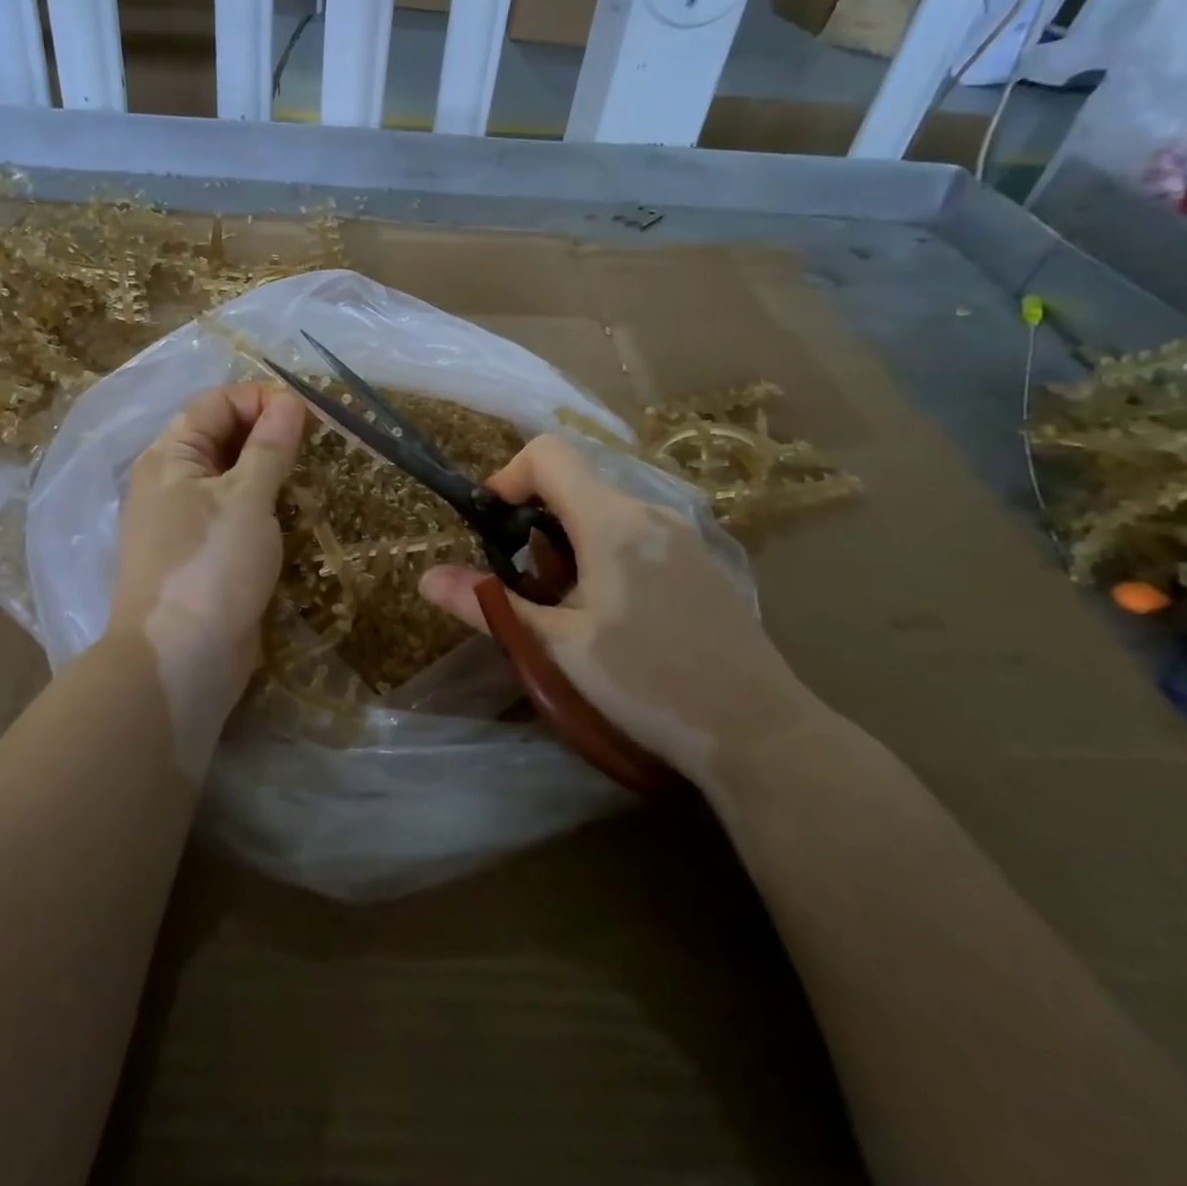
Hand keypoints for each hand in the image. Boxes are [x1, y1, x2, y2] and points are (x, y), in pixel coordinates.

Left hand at [108, 384, 308, 740]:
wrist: (181, 660)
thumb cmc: (211, 566)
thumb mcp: (246, 498)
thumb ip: (269, 447)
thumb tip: (290, 401)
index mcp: (170, 457)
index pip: (216, 403)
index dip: (261, 399)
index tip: (309, 415)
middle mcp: (172, 482)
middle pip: (223, 437)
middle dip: (270, 434)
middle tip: (318, 444)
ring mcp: (187, 522)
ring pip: (233, 478)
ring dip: (271, 472)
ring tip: (312, 478)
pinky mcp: (205, 555)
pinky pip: (237, 515)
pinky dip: (265, 508)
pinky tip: (295, 516)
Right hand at [419, 434, 832, 794]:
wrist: (759, 731)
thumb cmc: (647, 683)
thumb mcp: (556, 647)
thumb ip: (489, 605)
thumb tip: (426, 578)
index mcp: (612, 521)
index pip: (548, 454)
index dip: (508, 477)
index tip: (493, 528)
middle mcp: (650, 512)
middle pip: (575, 483)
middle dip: (535, 521)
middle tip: (525, 583)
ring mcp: (682, 536)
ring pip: (605, 511)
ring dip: (568, 541)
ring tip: (566, 606)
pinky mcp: (701, 562)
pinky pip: (636, 533)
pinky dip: (604, 552)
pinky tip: (615, 615)